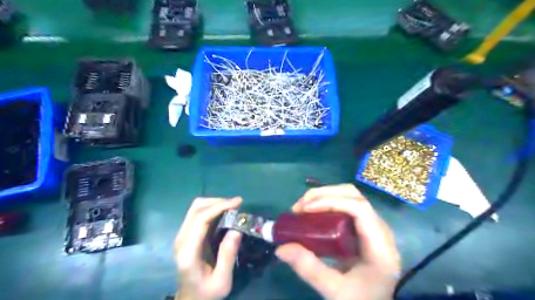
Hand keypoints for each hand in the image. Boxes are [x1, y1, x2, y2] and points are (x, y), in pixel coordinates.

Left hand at [175, 196, 244, 299]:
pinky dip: (212, 209)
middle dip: (218, 202)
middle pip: (196, 208)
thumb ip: (228, 255)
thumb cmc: (207, 293)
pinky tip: (224, 214)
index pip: (200, 219)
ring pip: (196, 207)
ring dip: (215, 203)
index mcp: (188, 252)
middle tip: (237, 205)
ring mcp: (182, 235)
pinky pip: (198, 214)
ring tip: (232, 208)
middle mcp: (181, 239)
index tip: (238, 202)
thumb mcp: (222, 280)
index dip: (219, 206)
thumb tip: (237, 228)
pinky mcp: (186, 234)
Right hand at [278, 184, 397, 299]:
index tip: (304, 210)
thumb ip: (309, 269)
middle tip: (298, 207)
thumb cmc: (362, 299)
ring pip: (349, 195)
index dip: (330, 202)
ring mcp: (372, 225)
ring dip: (323, 196)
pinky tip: (312, 212)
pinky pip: (345, 204)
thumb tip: (281, 248)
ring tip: (302, 208)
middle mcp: (380, 228)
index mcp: (380, 245)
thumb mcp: (336, 291)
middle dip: (323, 195)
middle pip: (353, 195)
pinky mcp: (363, 226)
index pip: (359, 208)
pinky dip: (326, 203)